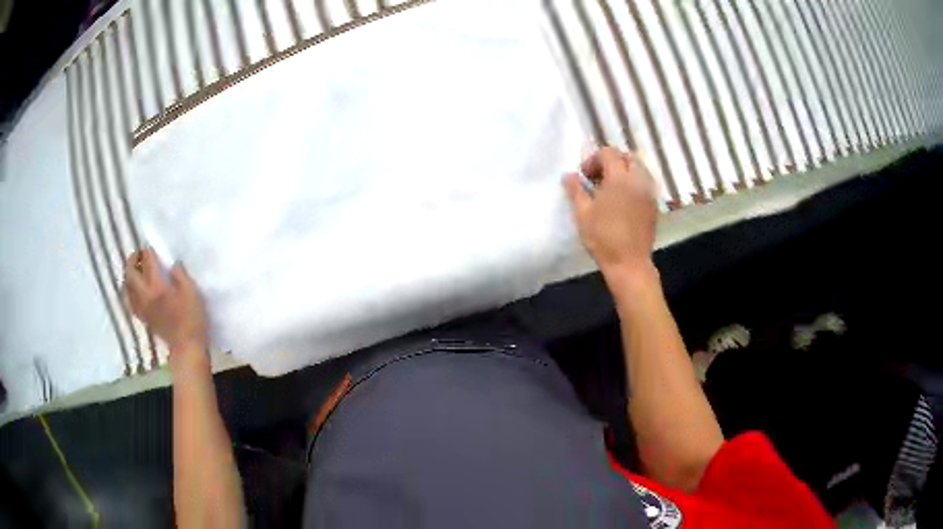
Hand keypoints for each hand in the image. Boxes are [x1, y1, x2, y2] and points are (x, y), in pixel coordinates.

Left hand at [123, 248, 208, 353]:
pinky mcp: (144, 318)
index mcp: (157, 286)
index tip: (150, 247)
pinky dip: (129, 293)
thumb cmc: (192, 318)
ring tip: (135, 271)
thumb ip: (181, 275)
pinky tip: (134, 291)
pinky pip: (130, 302)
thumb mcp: (192, 292)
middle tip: (138, 255)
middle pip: (130, 273)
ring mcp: (142, 308)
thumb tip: (173, 264)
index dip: (148, 251)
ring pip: (126, 288)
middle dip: (132, 260)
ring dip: (128, 276)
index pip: (147, 262)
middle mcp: (145, 295)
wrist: (187, 347)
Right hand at [564, 147, 658, 275]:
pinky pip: (645, 182)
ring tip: (612, 188)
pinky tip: (623, 199)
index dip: (594, 159)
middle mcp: (638, 180)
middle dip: (612, 161)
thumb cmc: (603, 238)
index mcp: (619, 178)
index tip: (585, 176)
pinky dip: (634, 182)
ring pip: (639, 168)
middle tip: (598, 178)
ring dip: (625, 170)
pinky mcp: (654, 204)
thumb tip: (569, 175)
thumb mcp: (582, 214)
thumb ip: (575, 190)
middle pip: (627, 156)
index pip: (608, 153)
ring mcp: (648, 192)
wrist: (629, 263)